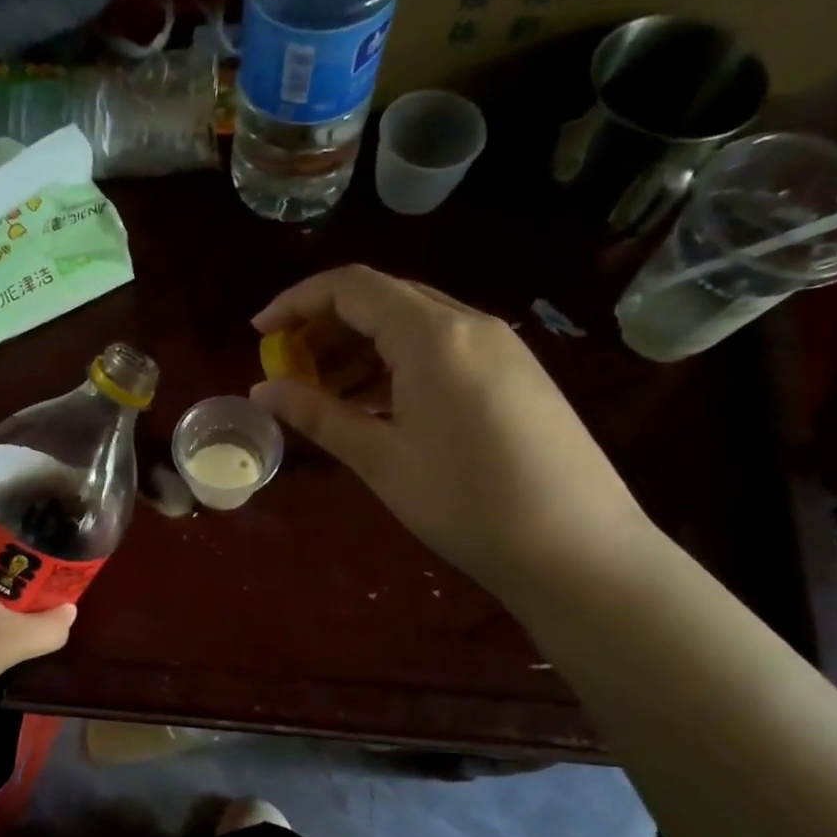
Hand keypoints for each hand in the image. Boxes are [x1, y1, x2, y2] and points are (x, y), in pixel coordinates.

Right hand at [251, 265, 651, 591]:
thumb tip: (262, 391)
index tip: (259, 334)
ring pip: (413, 324)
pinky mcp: (515, 373)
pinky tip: (376, 406)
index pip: (351, 288)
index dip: (296, 302)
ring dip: (360, 348)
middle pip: (382, 299)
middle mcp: (469, 324)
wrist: (577, 549)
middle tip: (289, 371)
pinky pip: (441, 349)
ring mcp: (499, 347)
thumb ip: (318, 415)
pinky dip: (396, 365)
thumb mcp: (380, 459)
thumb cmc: (465, 503)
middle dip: (325, 328)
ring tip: (325, 395)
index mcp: (432, 335)